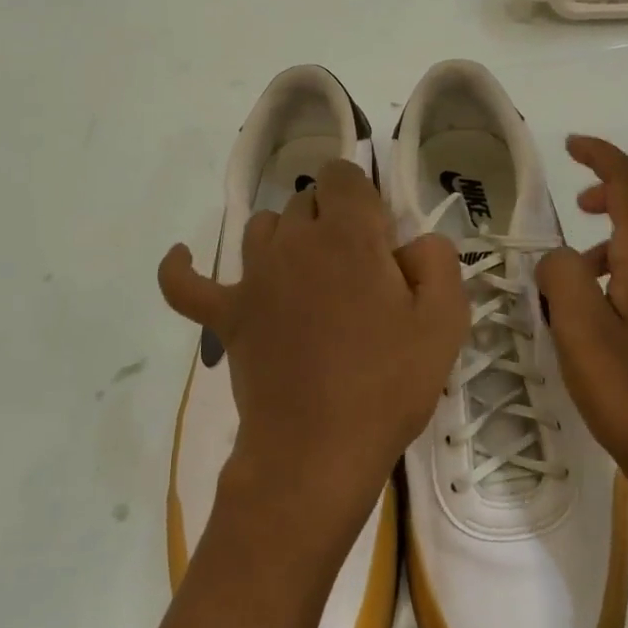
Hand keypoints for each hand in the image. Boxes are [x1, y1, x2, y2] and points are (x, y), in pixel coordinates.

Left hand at [158, 160, 468, 550]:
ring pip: (262, 227)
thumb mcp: (445, 321)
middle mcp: (294, 241)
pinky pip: (187, 282)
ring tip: (310, 274)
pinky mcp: (225, 316)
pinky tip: (184, 257)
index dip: (363, 196)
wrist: (318, 452)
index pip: (343, 175)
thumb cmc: (388, 384)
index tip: (381, 241)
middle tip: (358, 272)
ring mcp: (252, 278)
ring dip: (287, 237)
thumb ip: (438, 260)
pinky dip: (182, 267)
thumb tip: (413, 244)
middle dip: (333, 219)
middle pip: (306, 200)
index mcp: (348, 234)